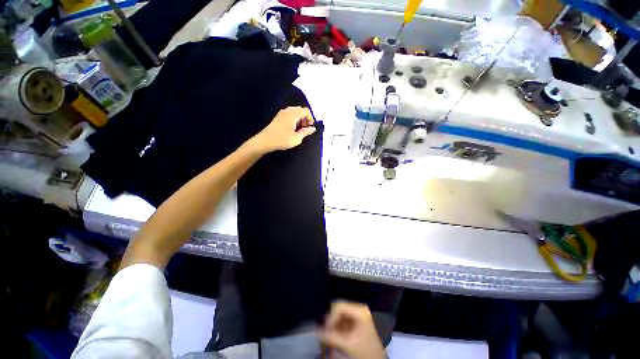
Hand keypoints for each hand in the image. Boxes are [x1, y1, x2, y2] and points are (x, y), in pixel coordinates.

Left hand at [248, 106, 315, 153]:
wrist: (265, 141)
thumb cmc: (282, 140)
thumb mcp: (297, 138)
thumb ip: (306, 132)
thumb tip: (313, 129)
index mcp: (293, 114)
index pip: (306, 111)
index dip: (310, 118)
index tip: (309, 127)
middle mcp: (287, 111)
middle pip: (300, 110)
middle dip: (305, 118)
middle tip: (305, 129)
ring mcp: (282, 113)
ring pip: (295, 112)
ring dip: (299, 119)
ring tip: (299, 130)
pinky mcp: (278, 117)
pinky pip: (289, 114)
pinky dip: (293, 119)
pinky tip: (292, 129)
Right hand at [319, 301, 384, 358]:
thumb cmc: (366, 351)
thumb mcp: (348, 344)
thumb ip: (331, 337)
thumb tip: (315, 330)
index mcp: (360, 310)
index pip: (339, 305)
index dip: (330, 317)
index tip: (325, 330)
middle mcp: (359, 309)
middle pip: (339, 309)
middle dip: (331, 322)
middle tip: (325, 334)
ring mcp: (358, 315)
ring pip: (340, 316)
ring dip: (333, 326)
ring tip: (330, 337)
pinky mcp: (357, 322)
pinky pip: (343, 321)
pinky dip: (338, 329)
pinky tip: (335, 338)